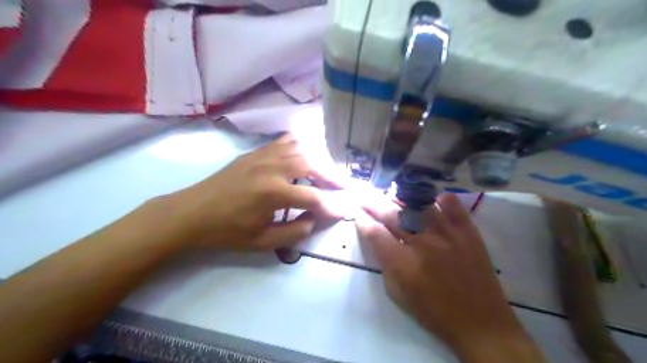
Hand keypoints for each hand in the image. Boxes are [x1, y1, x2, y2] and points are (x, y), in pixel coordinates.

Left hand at [167, 131, 342, 248]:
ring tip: (326, 173)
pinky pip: (285, 141)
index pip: (314, 198)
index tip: (343, 211)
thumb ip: (294, 232)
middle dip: (332, 176)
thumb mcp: (262, 242)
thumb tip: (314, 219)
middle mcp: (272, 168)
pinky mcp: (255, 152)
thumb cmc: (226, 231)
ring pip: (301, 148)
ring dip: (318, 160)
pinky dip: (301, 147)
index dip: (331, 206)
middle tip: (343, 186)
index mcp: (273, 193)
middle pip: (313, 164)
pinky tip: (304, 157)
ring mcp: (263, 156)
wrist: (191, 212)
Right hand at [356, 194, 542, 360]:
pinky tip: (432, 199)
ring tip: (390, 195)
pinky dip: (440, 199)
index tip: (357, 214)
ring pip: (418, 204)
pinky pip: (453, 205)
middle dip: (373, 203)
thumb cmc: (434, 313)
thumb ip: (385, 264)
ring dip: (400, 198)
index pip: (376, 233)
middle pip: (393, 214)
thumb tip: (377, 239)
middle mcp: (424, 244)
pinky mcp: (469, 232)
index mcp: (405, 265)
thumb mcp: (399, 295)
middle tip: (364, 196)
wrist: (481, 323)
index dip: (363, 221)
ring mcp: (448, 234)